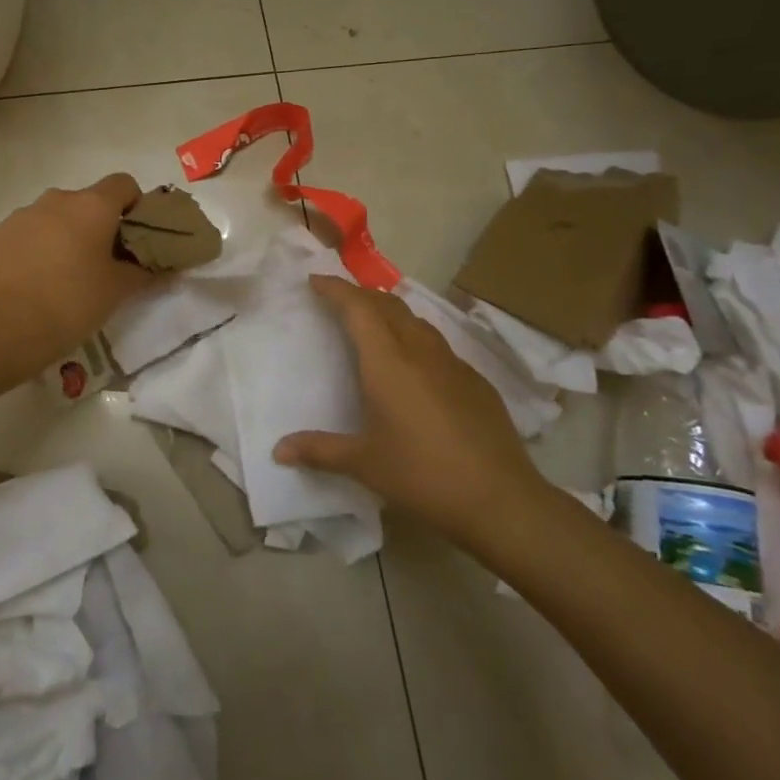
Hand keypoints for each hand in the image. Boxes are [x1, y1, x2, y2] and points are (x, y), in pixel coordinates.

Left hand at [0, 174, 152, 375]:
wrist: (2, 329)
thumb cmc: (71, 303)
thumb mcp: (117, 292)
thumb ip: (144, 273)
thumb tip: (164, 269)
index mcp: (91, 206)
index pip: (123, 184)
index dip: (133, 205)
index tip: (133, 237)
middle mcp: (55, 200)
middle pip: (85, 202)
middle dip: (95, 226)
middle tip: (99, 264)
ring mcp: (19, 216)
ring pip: (51, 218)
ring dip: (61, 237)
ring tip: (61, 278)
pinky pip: (22, 236)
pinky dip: (31, 251)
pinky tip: (30, 285)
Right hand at [274, 275, 543, 542]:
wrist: (500, 499)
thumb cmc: (423, 476)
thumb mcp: (365, 464)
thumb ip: (320, 451)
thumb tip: (279, 450)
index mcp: (388, 363)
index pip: (358, 309)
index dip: (336, 289)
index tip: (315, 279)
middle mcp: (421, 353)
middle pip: (388, 306)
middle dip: (360, 295)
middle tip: (338, 300)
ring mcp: (454, 365)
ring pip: (417, 322)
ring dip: (390, 313)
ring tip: (373, 324)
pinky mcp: (476, 382)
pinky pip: (438, 346)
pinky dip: (416, 339)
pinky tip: (415, 367)